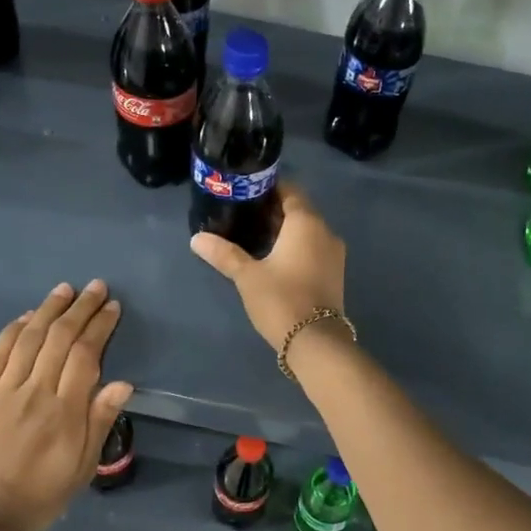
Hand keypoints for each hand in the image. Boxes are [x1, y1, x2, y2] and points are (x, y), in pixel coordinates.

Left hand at [0, 280, 132, 530]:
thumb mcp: (83, 466)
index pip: (86, 354)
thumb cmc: (41, 495)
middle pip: (60, 338)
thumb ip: (100, 421)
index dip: (100, 326)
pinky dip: (12, 330)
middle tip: (96, 288)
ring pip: (29, 338)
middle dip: (80, 308)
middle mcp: (35, 391)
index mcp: (64, 410)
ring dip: (48, 309)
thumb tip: (123, 382)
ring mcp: (3, 390)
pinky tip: (26, 316)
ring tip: (64, 290)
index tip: (112, 308)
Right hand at [189, 184, 346, 349]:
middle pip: (299, 211)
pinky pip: (313, 249)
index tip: (245, 192)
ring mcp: (334, 254)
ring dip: (284, 231)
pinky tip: (273, 258)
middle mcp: (325, 232)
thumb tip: (196, 239)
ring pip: (307, 231)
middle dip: (273, 211)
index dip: (268, 188)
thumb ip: (224, 253)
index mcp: (307, 223)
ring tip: (253, 236)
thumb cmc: (281, 299)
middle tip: (242, 215)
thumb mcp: (247, 276)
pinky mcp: (334, 274)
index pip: (290, 191)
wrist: (315, 341)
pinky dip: (295, 247)